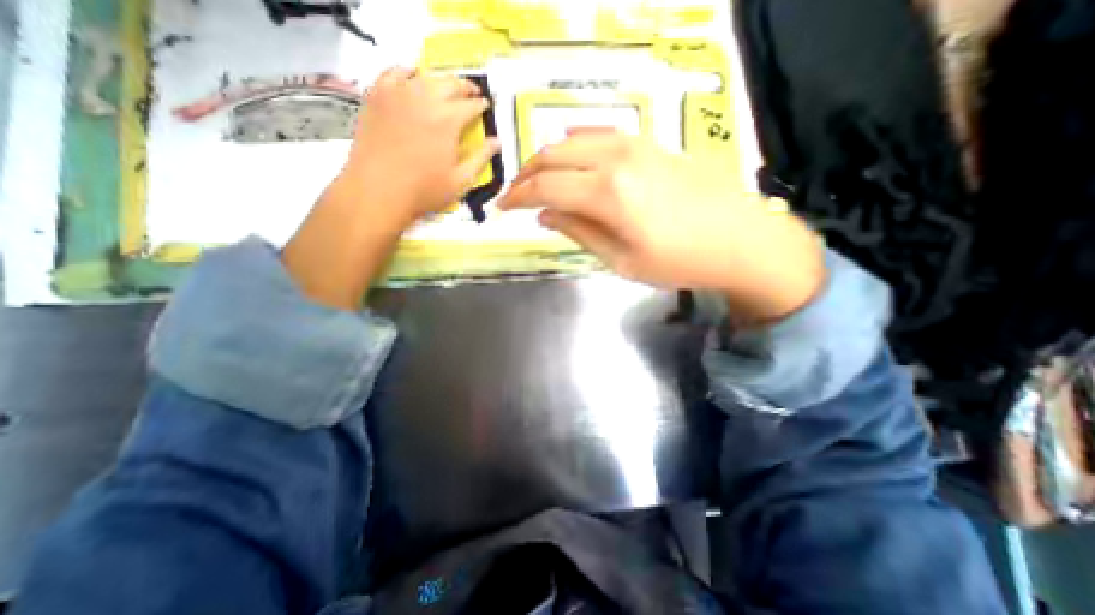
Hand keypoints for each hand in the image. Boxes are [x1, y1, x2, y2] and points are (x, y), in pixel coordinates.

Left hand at [342, 68, 500, 224]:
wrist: (378, 190)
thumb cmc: (424, 190)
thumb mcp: (460, 180)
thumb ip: (481, 158)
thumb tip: (497, 142)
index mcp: (448, 120)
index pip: (471, 105)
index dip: (481, 105)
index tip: (486, 107)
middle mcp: (425, 99)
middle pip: (450, 83)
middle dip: (465, 87)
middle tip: (472, 94)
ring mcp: (398, 93)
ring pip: (425, 75)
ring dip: (441, 80)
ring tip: (446, 88)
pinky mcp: (377, 96)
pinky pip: (394, 72)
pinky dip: (407, 72)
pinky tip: (412, 78)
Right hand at [499, 133, 826, 324]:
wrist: (741, 240)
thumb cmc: (680, 262)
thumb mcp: (621, 260)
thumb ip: (578, 232)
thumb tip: (543, 215)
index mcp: (607, 193)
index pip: (544, 187)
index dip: (516, 197)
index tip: (500, 208)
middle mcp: (616, 159)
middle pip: (552, 156)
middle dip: (525, 175)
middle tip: (513, 196)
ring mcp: (635, 144)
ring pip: (573, 140)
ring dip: (547, 160)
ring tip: (537, 182)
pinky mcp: (649, 143)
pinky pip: (599, 135)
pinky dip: (574, 146)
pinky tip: (569, 161)